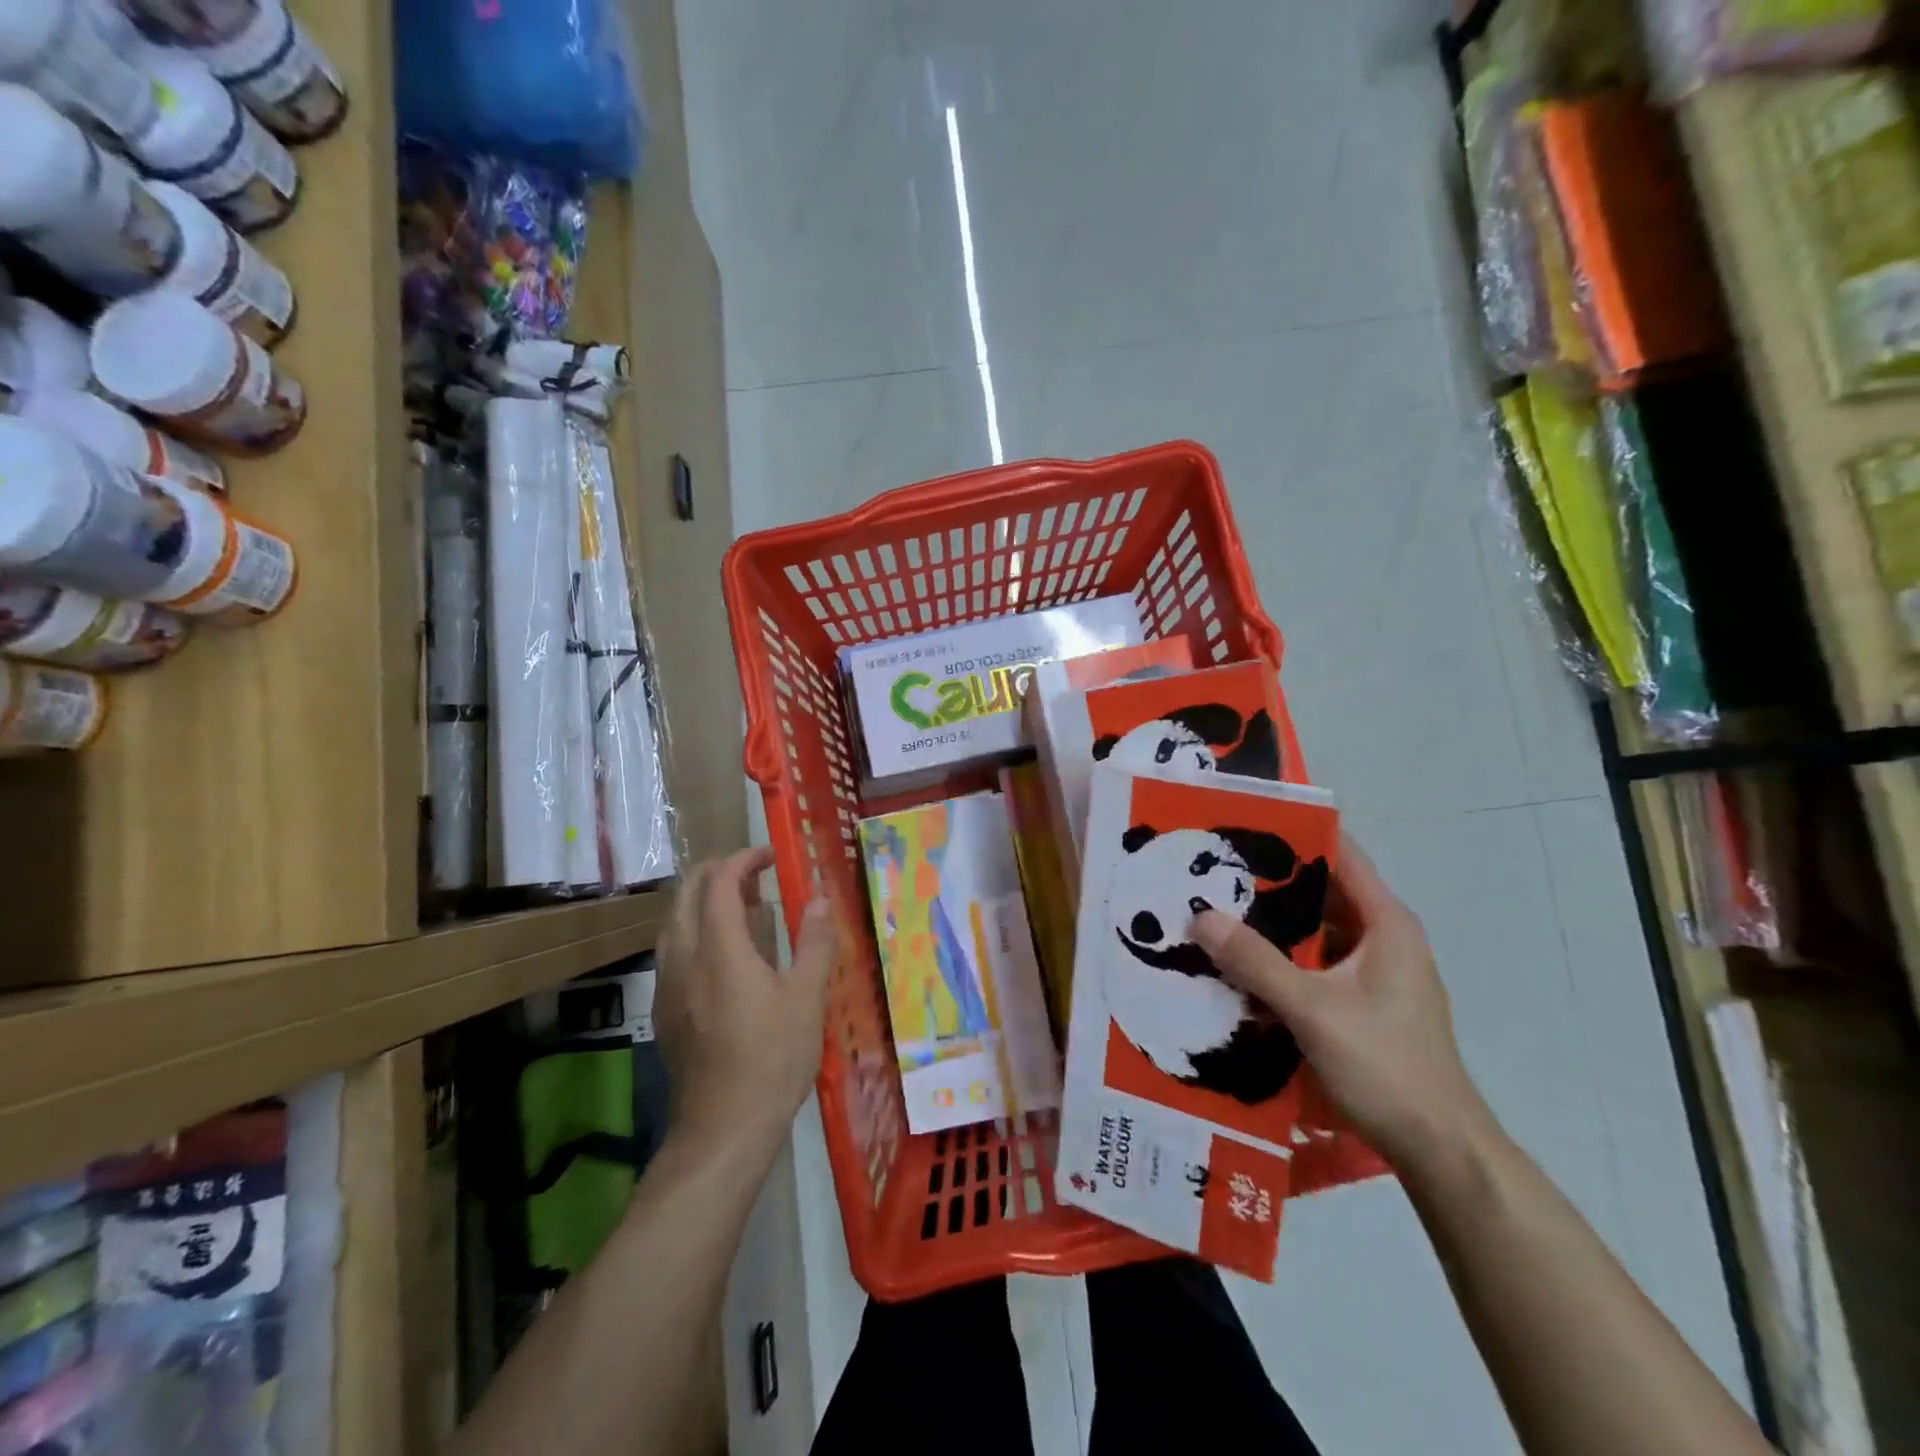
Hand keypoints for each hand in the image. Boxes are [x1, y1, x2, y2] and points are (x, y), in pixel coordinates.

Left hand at [654, 847, 838, 1160]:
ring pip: (674, 920)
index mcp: (719, 949)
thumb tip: (822, 896)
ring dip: (703, 900)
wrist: (723, 1128)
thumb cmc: (772, 1058)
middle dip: (718, 872)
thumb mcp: (807, 997)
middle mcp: (684, 958)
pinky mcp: (665, 1008)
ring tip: (744, 908)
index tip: (771, 856)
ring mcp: (668, 984)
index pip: (719, 882)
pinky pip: (673, 949)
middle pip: (686, 893)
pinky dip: (696, 929)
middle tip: (756, 874)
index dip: (744, 859)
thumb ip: (814, 941)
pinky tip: (726, 953)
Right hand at [1192, 835, 1490, 1171]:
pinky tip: (1237, 964)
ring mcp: (1373, 975)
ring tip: (1213, 910)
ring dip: (1270, 925)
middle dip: (1268, 882)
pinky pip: (1312, 966)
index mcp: (1386, 924)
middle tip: (1210, 868)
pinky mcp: (1361, 1004)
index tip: (1243, 822)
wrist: (1440, 1150)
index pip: (1342, 856)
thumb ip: (1256, 961)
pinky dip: (1279, 960)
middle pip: (1321, 893)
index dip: (1296, 834)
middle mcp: (1383, 940)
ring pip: (1314, 933)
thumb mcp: (1312, 1009)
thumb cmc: (1386, 1065)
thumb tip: (1200, 916)